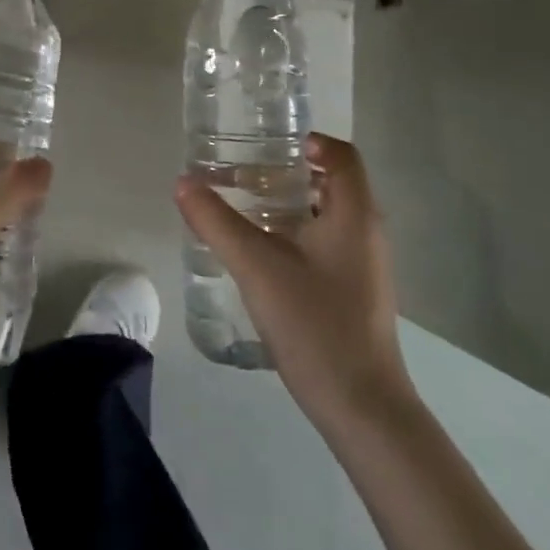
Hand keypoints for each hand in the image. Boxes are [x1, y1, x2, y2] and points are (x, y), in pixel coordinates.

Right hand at [176, 132, 413, 433]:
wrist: (362, 408)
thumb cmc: (315, 324)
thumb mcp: (256, 266)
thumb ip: (216, 221)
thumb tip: (184, 182)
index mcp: (353, 214)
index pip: (341, 155)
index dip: (308, 141)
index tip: (266, 145)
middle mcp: (365, 231)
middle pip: (330, 182)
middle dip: (285, 172)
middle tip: (241, 175)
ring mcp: (363, 264)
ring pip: (325, 215)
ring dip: (286, 204)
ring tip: (242, 208)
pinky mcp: (355, 291)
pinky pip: (324, 243)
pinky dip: (293, 232)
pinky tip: (260, 253)